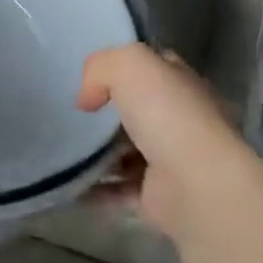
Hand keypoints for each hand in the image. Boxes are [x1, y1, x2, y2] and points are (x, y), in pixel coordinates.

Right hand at [78, 44, 242, 238]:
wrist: (199, 186)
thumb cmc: (169, 115)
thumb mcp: (129, 65)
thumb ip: (100, 68)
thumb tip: (87, 100)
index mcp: (182, 84)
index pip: (153, 68)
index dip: (122, 68)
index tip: (90, 78)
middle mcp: (181, 121)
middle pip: (136, 111)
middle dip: (105, 114)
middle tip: (72, 114)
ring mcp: (171, 162)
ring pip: (126, 153)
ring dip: (97, 154)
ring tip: (63, 149)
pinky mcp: (158, 197)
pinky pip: (119, 191)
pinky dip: (96, 190)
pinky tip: (70, 184)